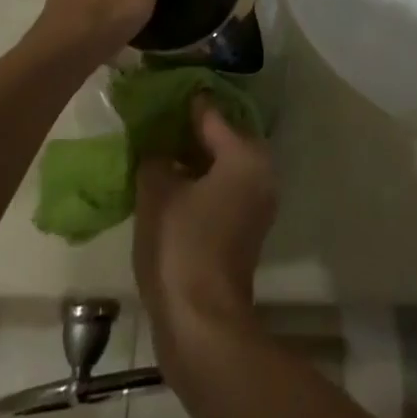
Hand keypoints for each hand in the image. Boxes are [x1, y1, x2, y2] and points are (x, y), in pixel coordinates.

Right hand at [134, 99, 276, 328]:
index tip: (159, 93)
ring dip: (194, 158)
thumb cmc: (181, 246)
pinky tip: (171, 183)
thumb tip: (157, 145)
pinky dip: (201, 182)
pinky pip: (223, 188)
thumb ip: (156, 156)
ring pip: (222, 165)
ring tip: (158, 150)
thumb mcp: (157, 191)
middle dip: (191, 130)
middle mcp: (260, 171)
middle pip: (222, 137)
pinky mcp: (246, 229)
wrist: (201, 324)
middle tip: (157, 122)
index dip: (182, 103)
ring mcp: (257, 203)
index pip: (210, 113)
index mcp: (245, 154)